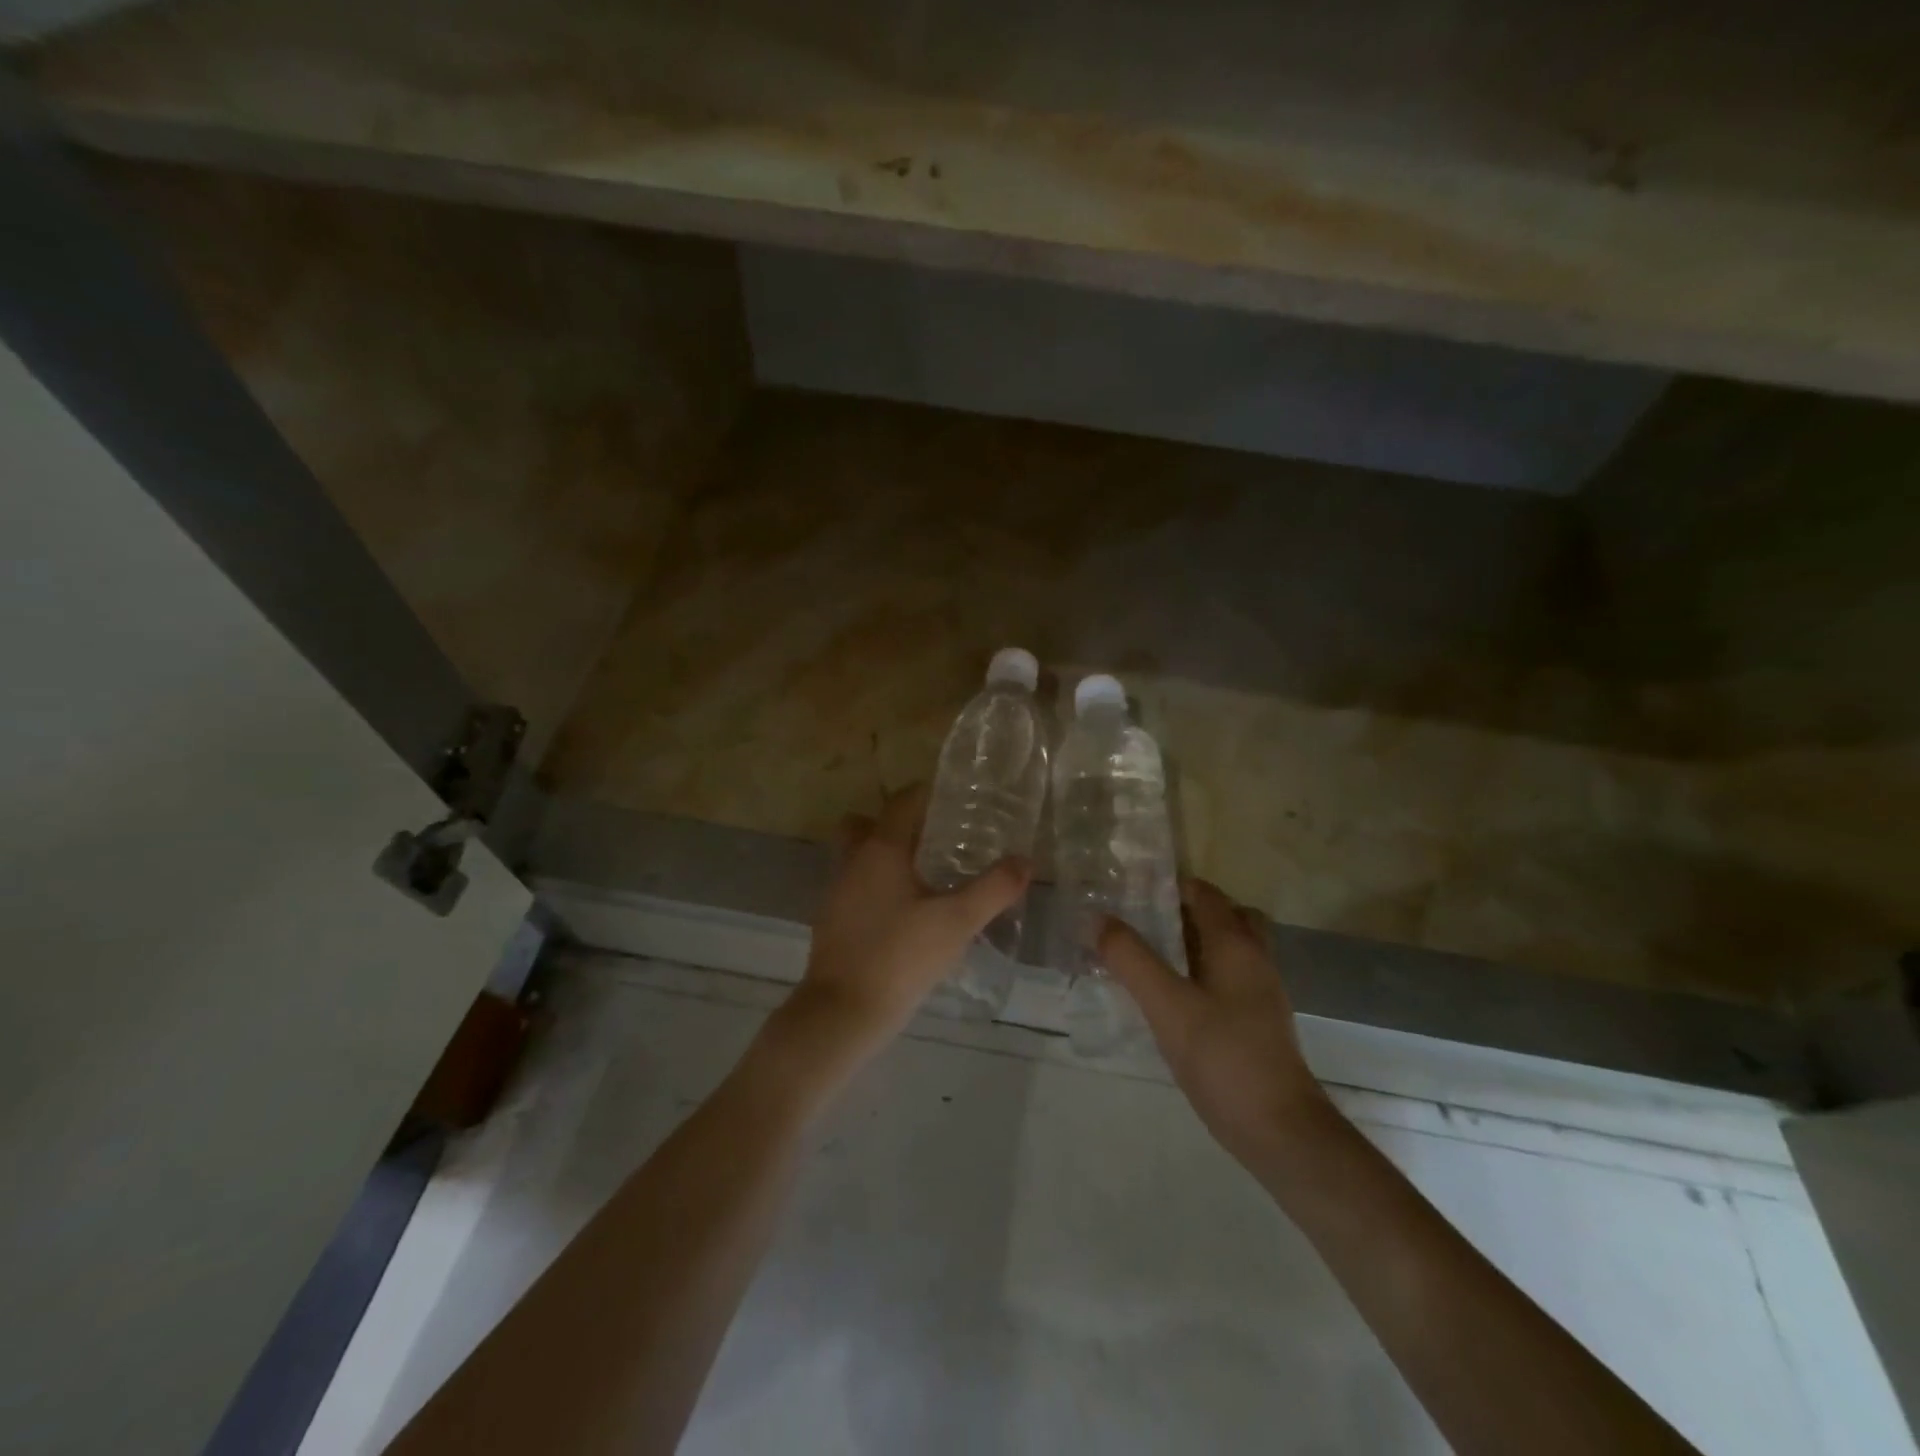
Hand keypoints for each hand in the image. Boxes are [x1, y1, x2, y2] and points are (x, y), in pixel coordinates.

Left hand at [792, 782, 1029, 1060]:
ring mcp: (837, 893)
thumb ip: (993, 889)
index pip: (901, 803)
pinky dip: (879, 889)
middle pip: (868, 825)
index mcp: (880, 850)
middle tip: (936, 838)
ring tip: (928, 877)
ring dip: (888, 859)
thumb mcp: (957, 922)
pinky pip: (857, 888)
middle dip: (898, 825)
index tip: (955, 798)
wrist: (843, 1012)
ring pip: (860, 858)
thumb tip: (1024, 861)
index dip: (927, 794)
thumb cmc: (901, 956)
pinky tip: (907, 915)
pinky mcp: (832, 923)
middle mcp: (853, 862)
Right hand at [1100, 879, 1332, 1166]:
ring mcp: (1260, 993)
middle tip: (1144, 922)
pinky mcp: (1257, 1023)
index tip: (1130, 890)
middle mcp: (1254, 960)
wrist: (1279, 1130)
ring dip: (1194, 943)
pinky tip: (1172, 998)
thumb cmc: (1223, 1056)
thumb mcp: (1166, 1004)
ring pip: (1228, 949)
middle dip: (1186, 912)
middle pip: (1226, 916)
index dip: (1170, 885)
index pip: (1205, 894)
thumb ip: (1129, 958)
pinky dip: (1201, 973)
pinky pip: (1227, 979)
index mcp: (1235, 944)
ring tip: (1149, 957)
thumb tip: (1096, 918)